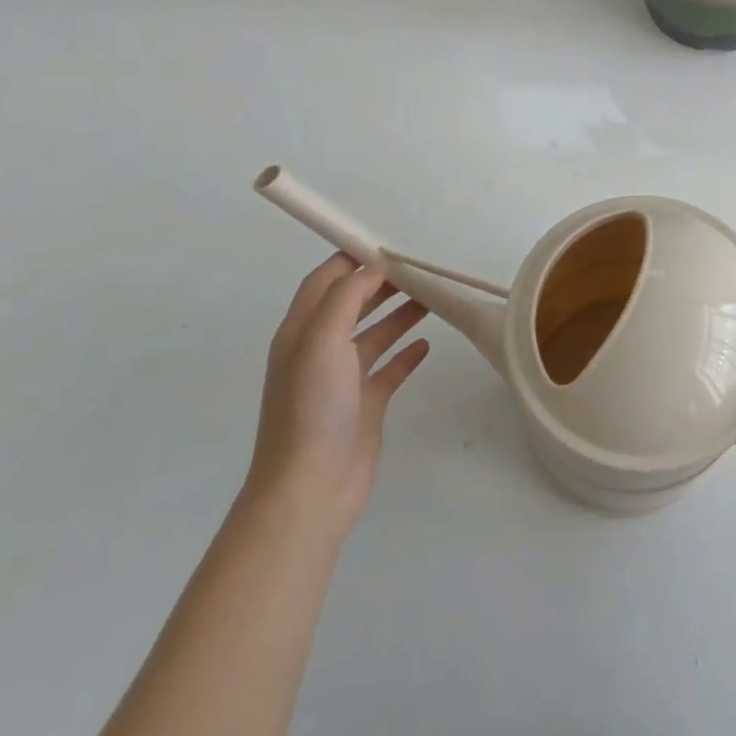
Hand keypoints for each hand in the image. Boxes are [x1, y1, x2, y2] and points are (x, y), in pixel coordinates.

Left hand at [245, 253, 430, 529]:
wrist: (310, 489)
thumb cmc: (311, 407)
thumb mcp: (322, 339)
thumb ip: (347, 296)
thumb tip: (374, 266)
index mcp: (302, 332)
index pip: (325, 281)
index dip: (352, 259)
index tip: (389, 246)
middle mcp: (320, 350)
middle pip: (354, 303)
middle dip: (383, 283)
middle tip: (420, 270)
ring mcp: (343, 379)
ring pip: (375, 333)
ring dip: (400, 313)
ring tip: (433, 297)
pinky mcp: (365, 404)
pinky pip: (390, 368)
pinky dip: (407, 352)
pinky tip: (427, 344)